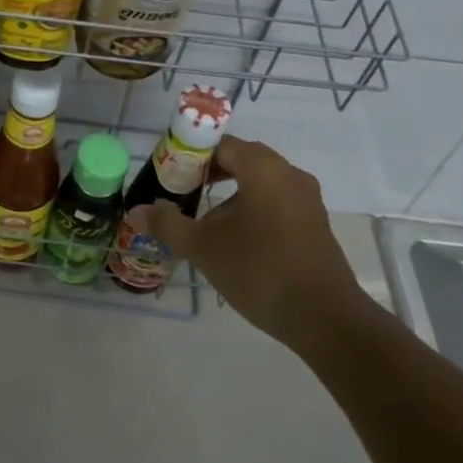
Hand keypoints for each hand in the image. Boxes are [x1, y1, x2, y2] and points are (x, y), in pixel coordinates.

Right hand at [144, 136, 367, 352]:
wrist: (325, 319)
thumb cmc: (260, 271)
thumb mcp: (204, 248)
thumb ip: (168, 224)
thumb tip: (137, 212)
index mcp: (264, 169)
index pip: (221, 144)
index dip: (191, 155)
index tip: (169, 174)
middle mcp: (289, 174)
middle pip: (242, 159)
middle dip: (208, 173)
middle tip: (181, 193)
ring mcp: (306, 199)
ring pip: (259, 182)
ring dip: (230, 194)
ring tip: (204, 221)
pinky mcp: (314, 223)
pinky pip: (275, 201)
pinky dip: (251, 208)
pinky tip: (235, 240)